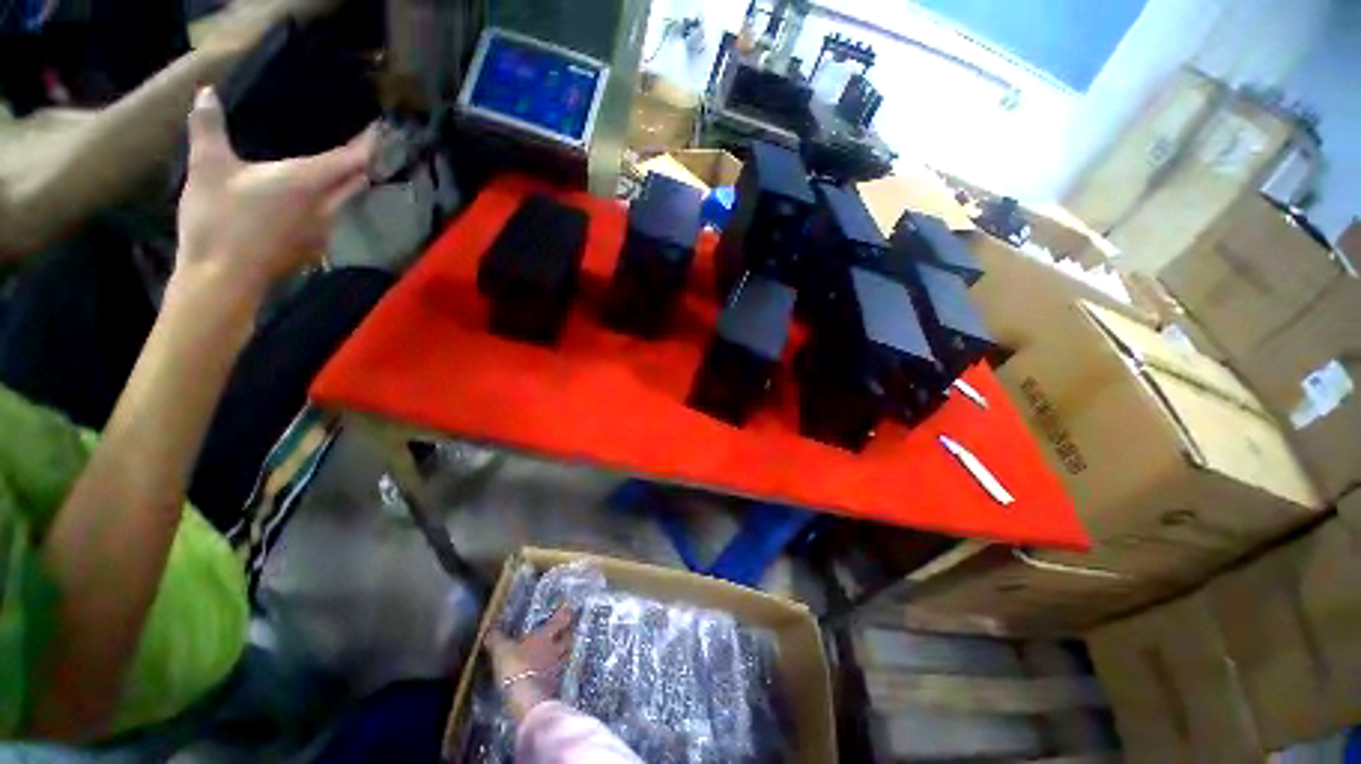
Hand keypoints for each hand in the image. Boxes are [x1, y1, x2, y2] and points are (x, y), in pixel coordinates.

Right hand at [174, 86, 373, 306]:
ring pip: (345, 203)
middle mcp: (327, 208)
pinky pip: (330, 220)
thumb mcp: (206, 168)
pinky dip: (329, 204)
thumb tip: (207, 93)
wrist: (224, 280)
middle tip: (359, 146)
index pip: (353, 160)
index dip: (369, 144)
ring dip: (345, 185)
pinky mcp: (313, 249)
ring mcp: (324, 232)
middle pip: (356, 182)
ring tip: (334, 170)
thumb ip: (208, 127)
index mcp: (309, 183)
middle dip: (361, 163)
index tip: (379, 131)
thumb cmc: (218, 221)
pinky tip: (310, 201)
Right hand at [486, 608, 575, 719]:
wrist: (526, 699)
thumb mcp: (502, 651)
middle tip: (569, 628)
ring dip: (566, 651)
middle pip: (569, 637)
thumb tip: (489, 630)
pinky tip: (552, 672)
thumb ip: (496, 640)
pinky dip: (557, 670)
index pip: (561, 620)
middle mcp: (555, 649)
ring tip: (562, 649)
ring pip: (566, 655)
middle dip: (569, 632)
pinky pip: (559, 673)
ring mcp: (557, 668)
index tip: (569, 608)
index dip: (566, 614)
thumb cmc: (516, 667)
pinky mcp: (555, 686)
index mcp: (545, 636)